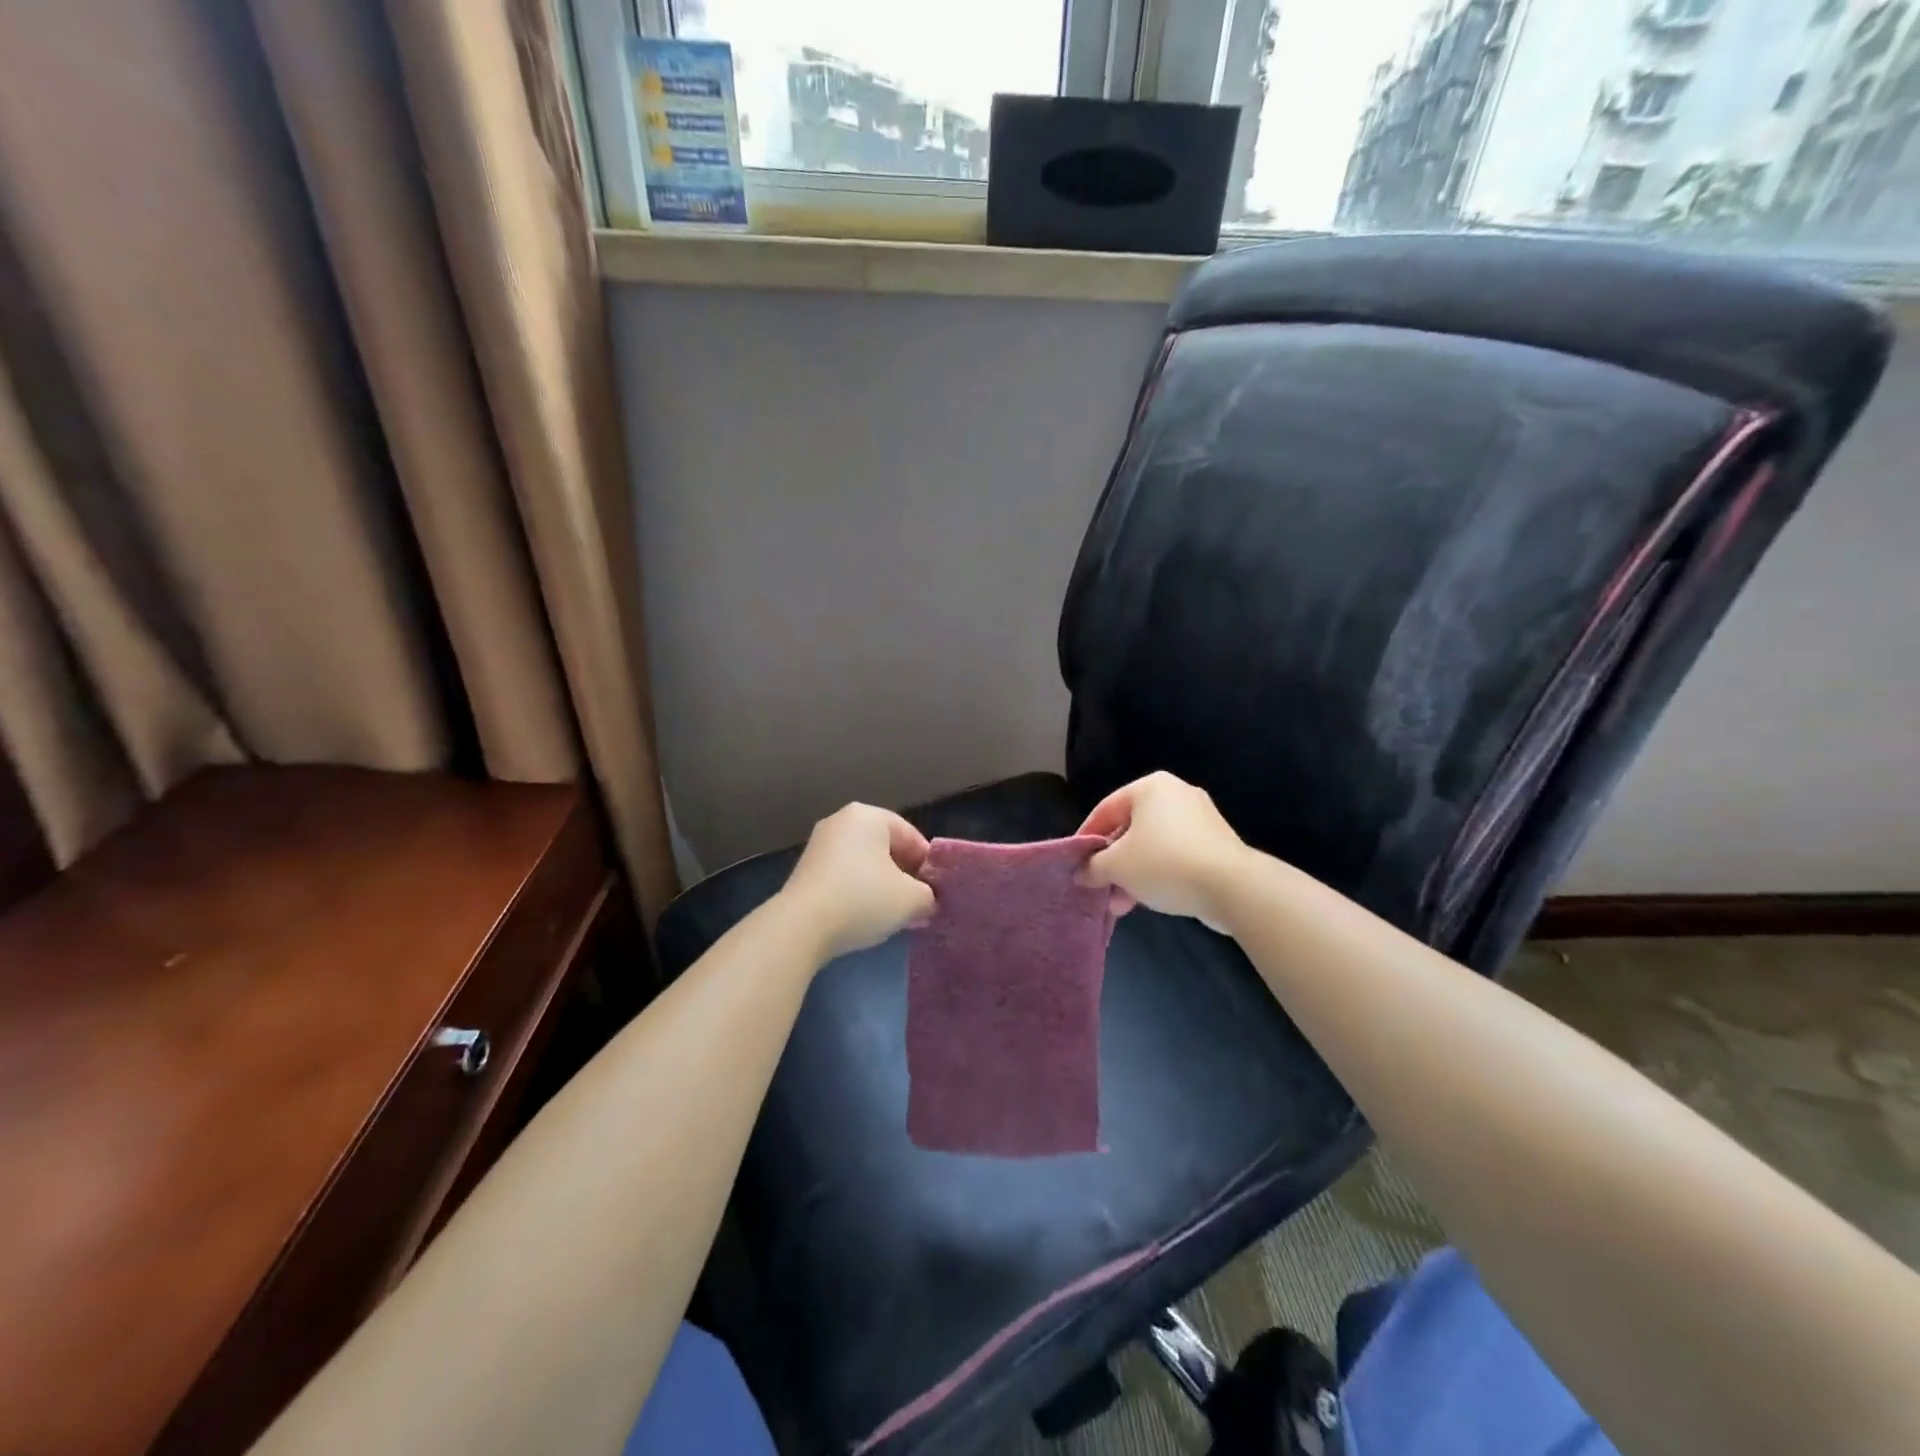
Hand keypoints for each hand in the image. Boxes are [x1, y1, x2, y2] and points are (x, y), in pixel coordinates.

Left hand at [779, 803, 936, 962]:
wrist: (800, 926)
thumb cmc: (862, 899)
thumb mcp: (912, 900)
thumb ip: (928, 896)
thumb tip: (925, 900)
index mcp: (868, 816)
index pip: (911, 836)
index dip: (928, 865)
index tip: (936, 892)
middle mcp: (841, 821)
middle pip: (886, 848)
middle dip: (904, 876)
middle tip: (918, 904)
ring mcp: (819, 845)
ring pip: (864, 864)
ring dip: (882, 887)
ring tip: (894, 915)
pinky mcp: (805, 870)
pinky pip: (844, 877)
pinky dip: (858, 893)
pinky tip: (865, 917)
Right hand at [1077, 772, 1247, 927]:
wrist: (1232, 887)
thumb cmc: (1165, 863)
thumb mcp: (1117, 866)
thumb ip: (1093, 867)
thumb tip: (1081, 872)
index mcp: (1150, 787)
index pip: (1105, 809)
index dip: (1086, 837)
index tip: (1075, 863)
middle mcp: (1176, 794)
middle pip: (1130, 829)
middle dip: (1112, 863)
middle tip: (1100, 888)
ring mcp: (1200, 819)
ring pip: (1152, 846)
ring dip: (1133, 875)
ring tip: (1121, 906)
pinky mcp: (1215, 844)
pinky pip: (1175, 856)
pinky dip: (1158, 874)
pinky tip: (1147, 901)